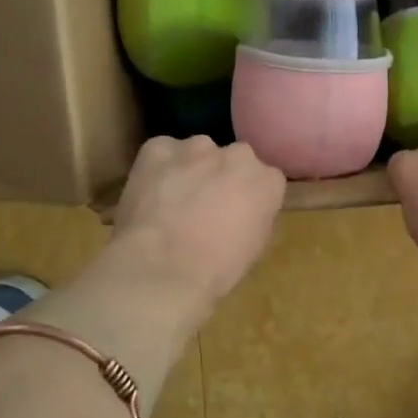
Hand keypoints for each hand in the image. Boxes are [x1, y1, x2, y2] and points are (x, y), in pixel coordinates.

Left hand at [106, 136, 285, 315]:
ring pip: (197, 152)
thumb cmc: (217, 269)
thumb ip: (255, 215)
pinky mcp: (158, 148)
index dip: (248, 196)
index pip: (265, 179)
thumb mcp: (254, 247)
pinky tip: (150, 193)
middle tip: (205, 206)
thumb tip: (244, 209)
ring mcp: (196, 147)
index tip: (237, 213)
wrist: (163, 268)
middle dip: (222, 176)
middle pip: (233, 159)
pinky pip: (161, 152)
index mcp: (268, 181)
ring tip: (172, 201)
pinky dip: (158, 168)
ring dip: (190, 169)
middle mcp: (237, 155)